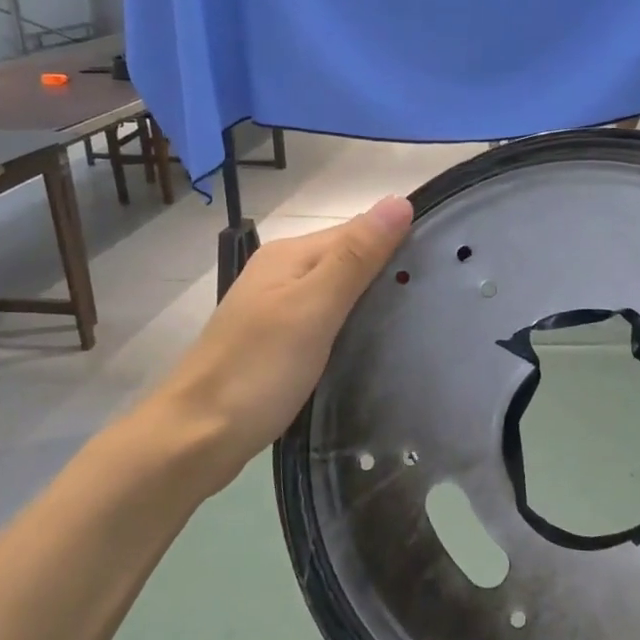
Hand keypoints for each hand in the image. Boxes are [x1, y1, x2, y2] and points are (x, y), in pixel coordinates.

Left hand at [157, 196, 413, 492]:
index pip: (358, 230)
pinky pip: (324, 319)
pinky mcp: (274, 342)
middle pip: (347, 258)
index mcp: (290, 254)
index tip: (443, 267)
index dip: (397, 243)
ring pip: (336, 291)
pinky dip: (349, 325)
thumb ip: (356, 256)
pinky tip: (370, 344)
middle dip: (387, 272)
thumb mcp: (314, 308)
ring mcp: (274, 308)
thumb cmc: (258, 370)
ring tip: (413, 321)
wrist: (195, 438)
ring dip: (369, 300)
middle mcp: (280, 271)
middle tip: (436, 300)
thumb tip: (399, 201)